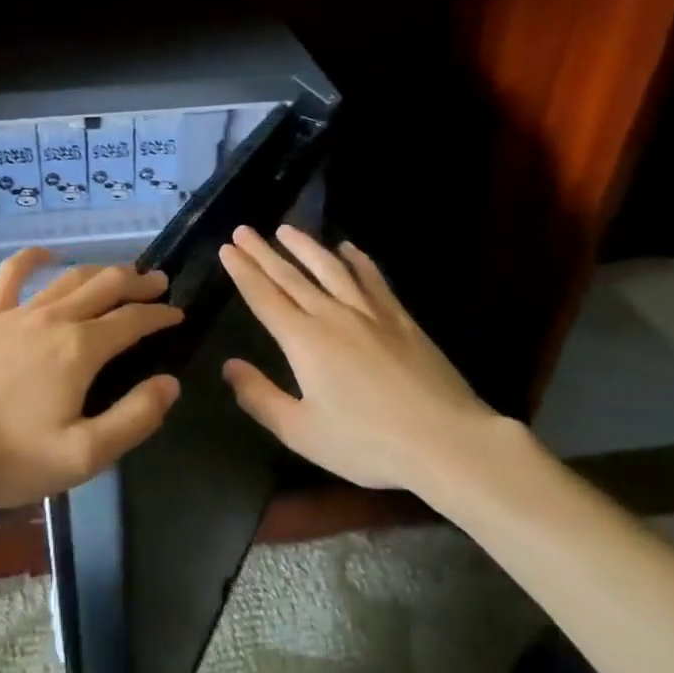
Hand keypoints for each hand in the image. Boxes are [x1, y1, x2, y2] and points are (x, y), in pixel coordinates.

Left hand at [0, 249, 183, 510]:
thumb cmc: (11, 458)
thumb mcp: (84, 455)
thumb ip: (134, 418)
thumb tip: (169, 383)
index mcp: (81, 349)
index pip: (132, 320)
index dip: (160, 315)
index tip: (178, 314)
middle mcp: (54, 319)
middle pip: (105, 286)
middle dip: (138, 282)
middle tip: (159, 283)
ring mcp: (16, 314)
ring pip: (68, 279)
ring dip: (100, 271)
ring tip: (120, 273)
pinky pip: (11, 276)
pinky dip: (32, 259)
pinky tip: (46, 254)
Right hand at [218, 225, 536, 499]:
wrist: (445, 440)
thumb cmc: (367, 443)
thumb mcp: (301, 432)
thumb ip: (260, 397)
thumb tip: (229, 366)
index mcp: (304, 341)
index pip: (265, 297)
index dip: (244, 272)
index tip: (228, 249)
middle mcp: (333, 315)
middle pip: (291, 276)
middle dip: (264, 252)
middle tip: (244, 230)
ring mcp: (370, 313)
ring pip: (330, 268)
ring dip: (305, 247)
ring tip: (286, 229)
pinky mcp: (400, 319)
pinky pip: (372, 279)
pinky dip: (357, 260)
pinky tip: (348, 249)